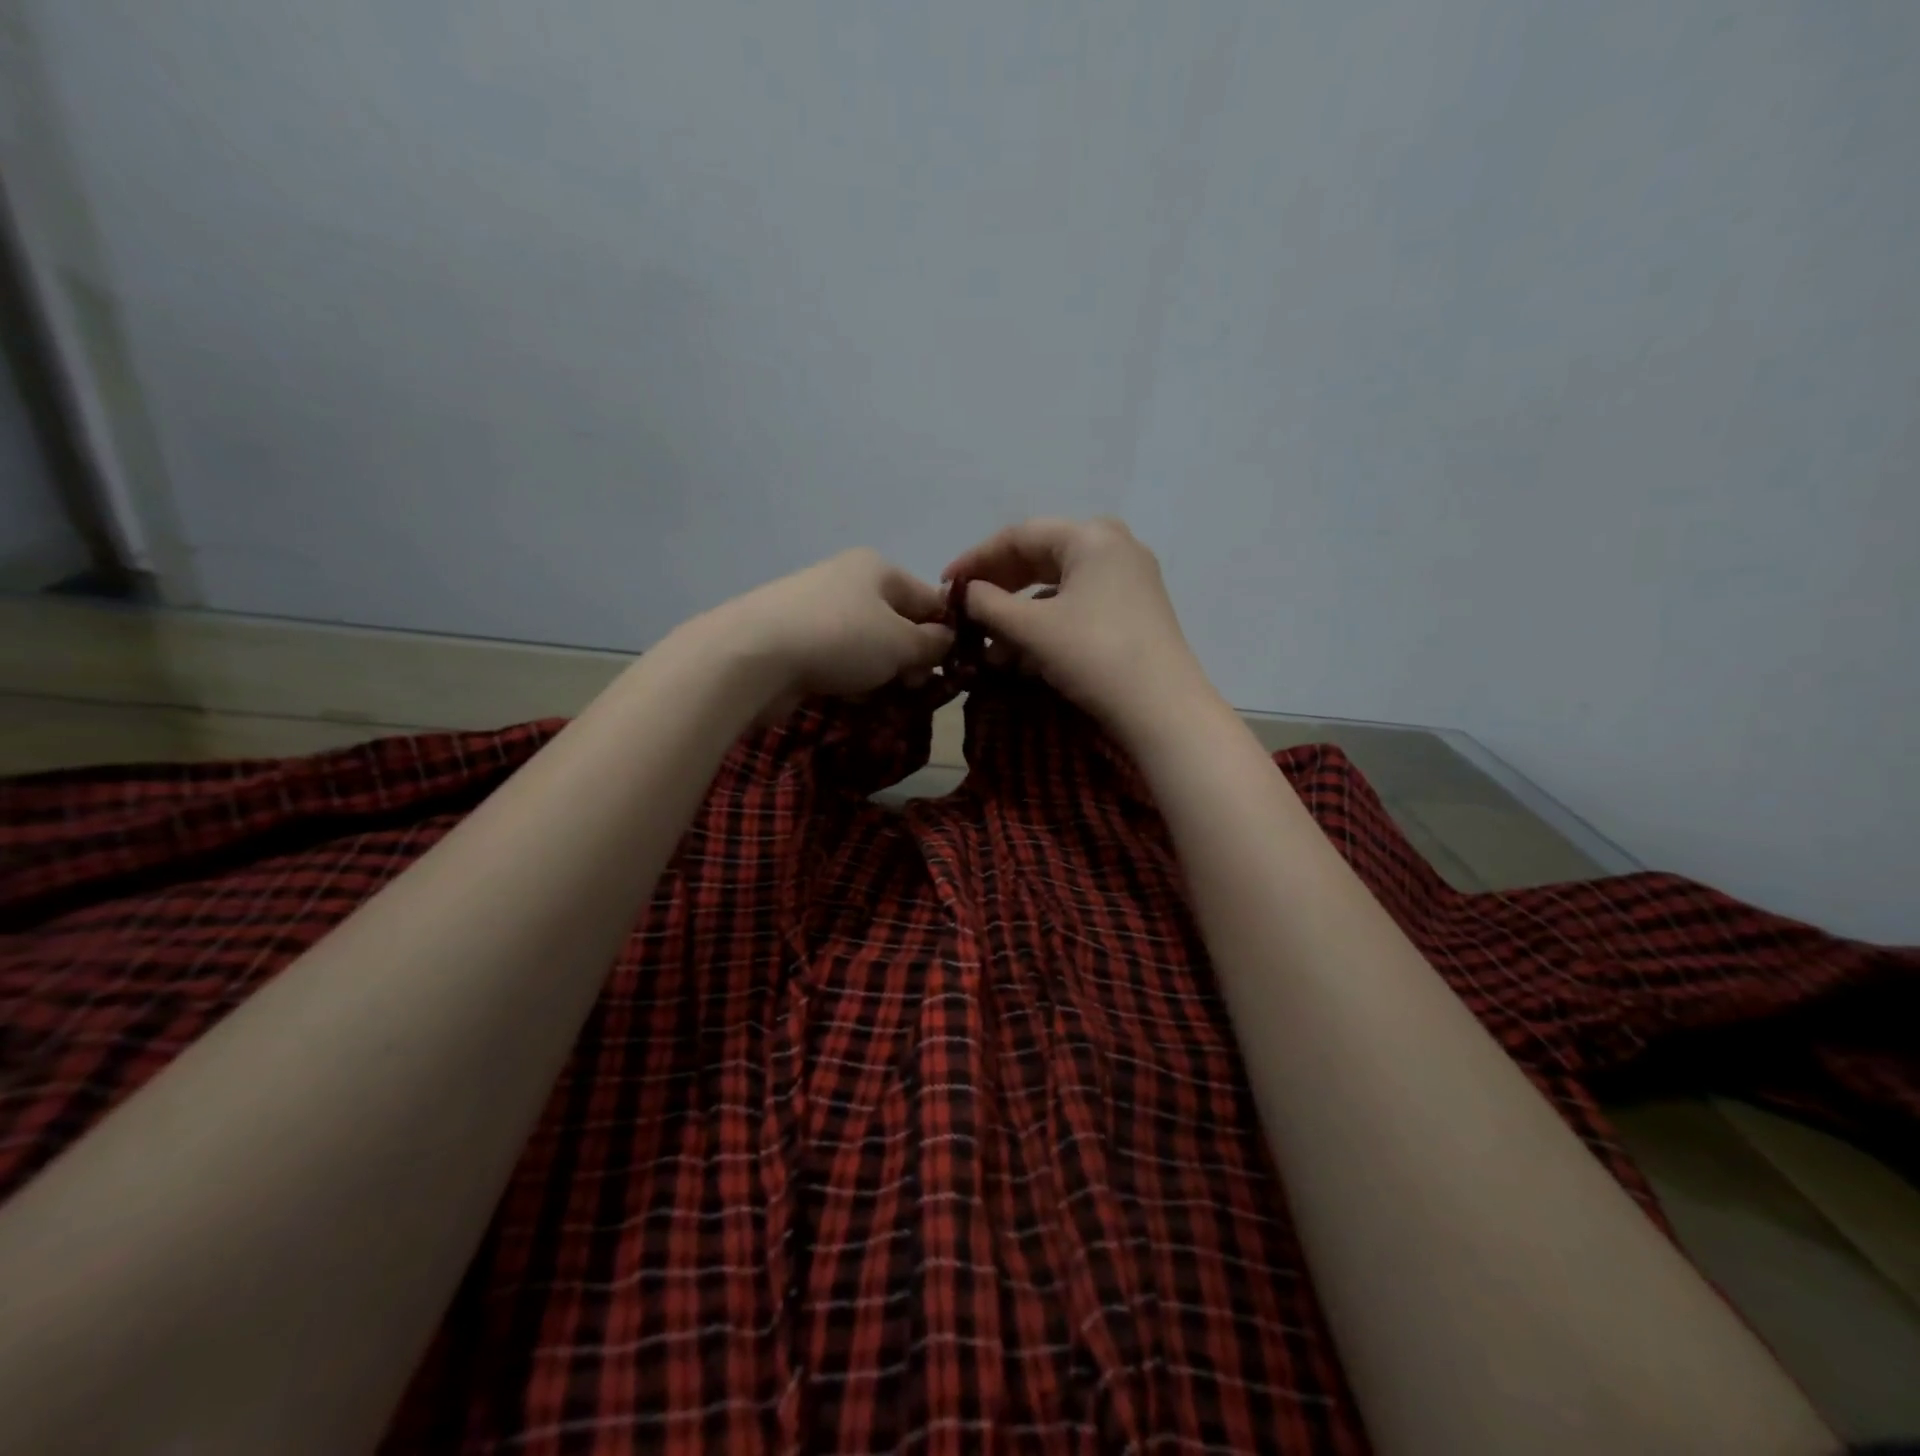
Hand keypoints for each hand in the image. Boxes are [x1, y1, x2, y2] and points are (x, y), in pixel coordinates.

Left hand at [708, 548, 953, 714]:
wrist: (754, 657)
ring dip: (883, 675)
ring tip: (887, 700)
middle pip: (898, 624)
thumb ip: (933, 643)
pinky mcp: (797, 642)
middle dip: (912, 660)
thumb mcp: (901, 642)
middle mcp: (848, 582)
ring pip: (869, 647)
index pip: (930, 599)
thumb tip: (948, 640)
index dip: (947, 634)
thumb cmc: (841, 639)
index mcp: (878, 569)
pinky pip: (839, 661)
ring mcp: (818, 611)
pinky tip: (854, 701)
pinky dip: (852, 681)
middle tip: (915, 690)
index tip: (952, 670)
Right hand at [943, 517, 1220, 742]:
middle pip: (1040, 558)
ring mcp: (1128, 580)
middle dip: (998, 588)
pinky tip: (1022, 656)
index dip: (976, 559)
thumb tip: (965, 591)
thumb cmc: (1094, 655)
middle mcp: (1113, 547)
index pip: (1019, 535)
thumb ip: (989, 604)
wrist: (1163, 709)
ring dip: (1019, 614)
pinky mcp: (1134, 612)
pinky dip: (1046, 626)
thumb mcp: (1033, 629)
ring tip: (988, 646)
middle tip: (964, 609)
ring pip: (1058, 587)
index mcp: (1091, 536)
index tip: (945, 584)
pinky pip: (1078, 607)